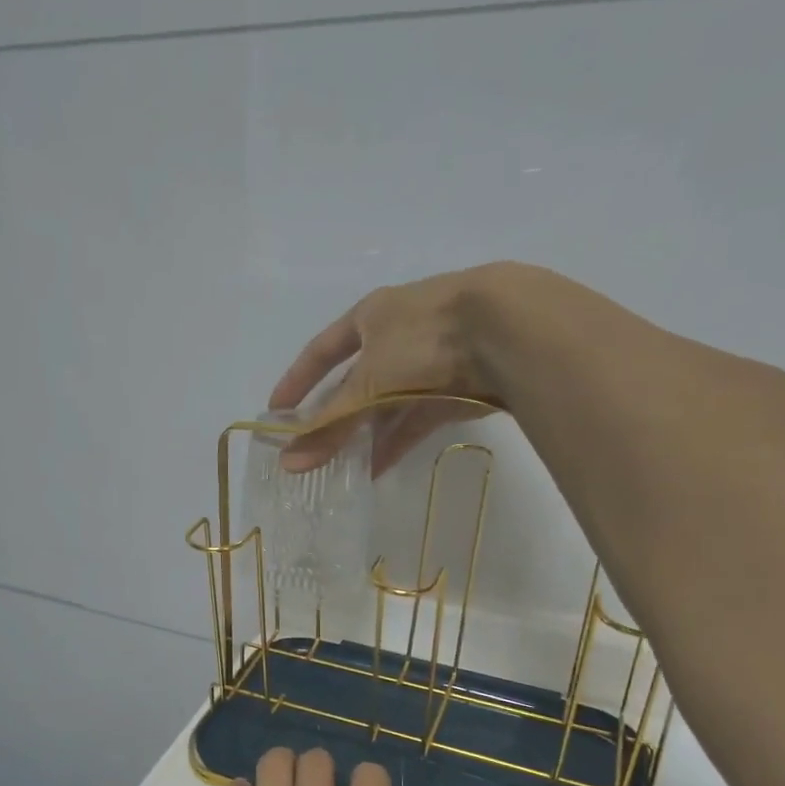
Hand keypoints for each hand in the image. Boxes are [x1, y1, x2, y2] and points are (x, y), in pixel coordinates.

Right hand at [267, 263, 518, 474]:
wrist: (508, 329)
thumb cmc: (423, 339)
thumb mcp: (368, 382)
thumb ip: (330, 424)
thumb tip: (289, 463)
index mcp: (371, 316)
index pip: (321, 350)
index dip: (297, 380)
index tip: (276, 412)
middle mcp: (398, 334)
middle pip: (356, 382)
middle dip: (334, 416)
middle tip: (312, 449)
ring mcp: (431, 359)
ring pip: (388, 403)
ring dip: (365, 434)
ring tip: (343, 469)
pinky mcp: (459, 386)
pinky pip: (417, 417)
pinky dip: (397, 440)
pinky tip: (378, 468)